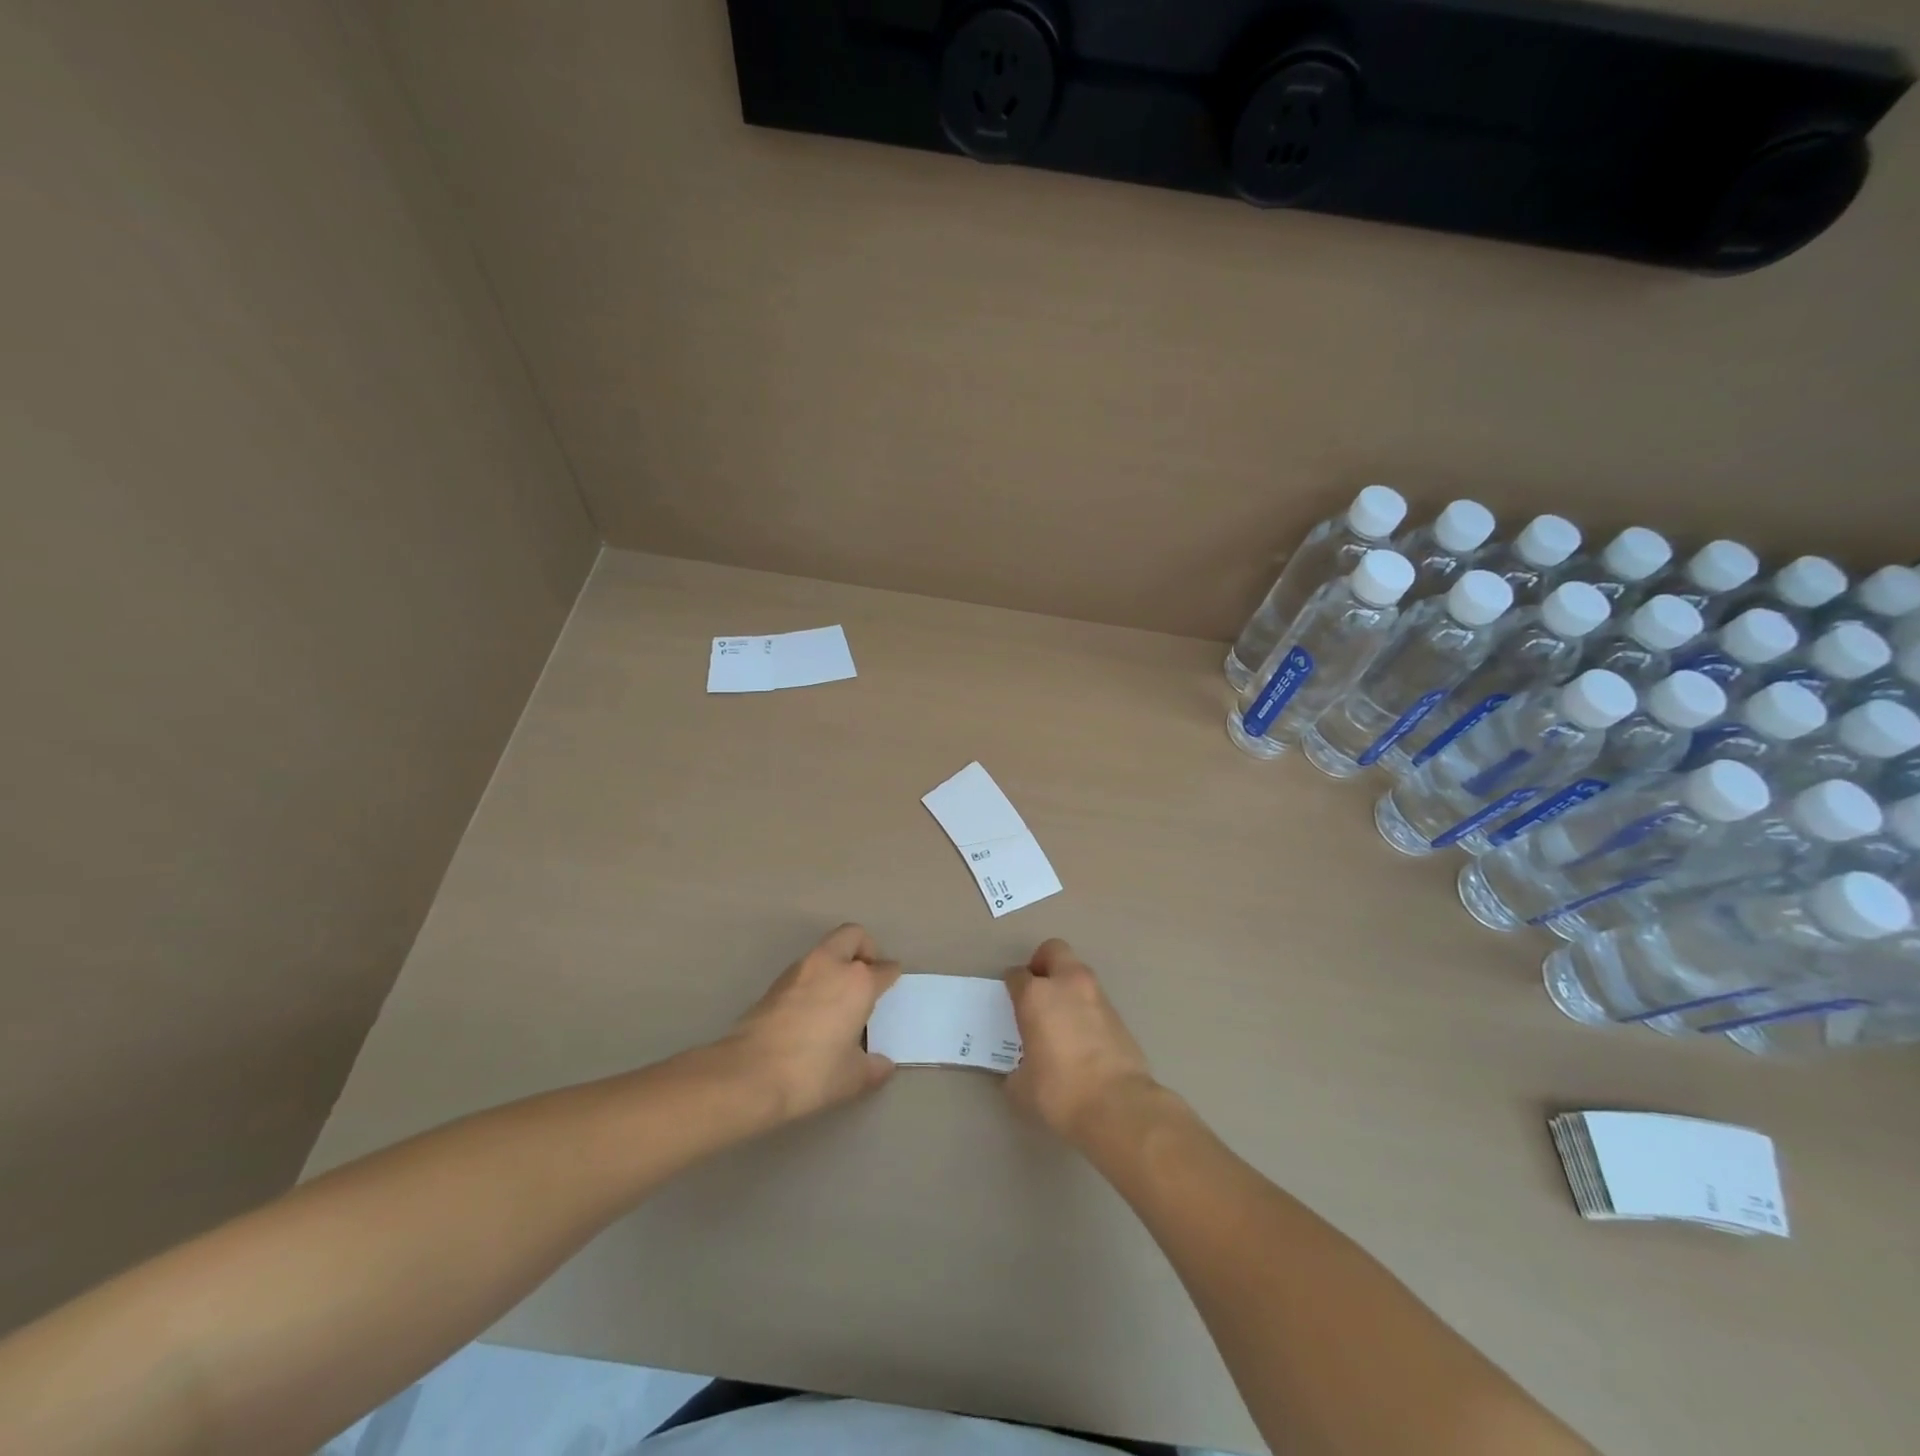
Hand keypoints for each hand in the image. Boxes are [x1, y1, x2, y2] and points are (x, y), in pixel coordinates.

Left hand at [729, 924, 901, 1121]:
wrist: (749, 1074)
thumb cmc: (812, 1073)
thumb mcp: (852, 1078)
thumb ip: (873, 1067)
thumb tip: (883, 1065)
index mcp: (858, 982)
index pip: (884, 969)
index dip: (891, 977)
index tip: (891, 985)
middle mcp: (831, 965)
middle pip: (853, 935)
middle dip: (865, 949)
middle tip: (867, 976)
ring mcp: (800, 970)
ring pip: (826, 949)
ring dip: (837, 962)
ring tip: (839, 997)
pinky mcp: (775, 983)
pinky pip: (805, 969)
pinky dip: (815, 979)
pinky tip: (813, 1010)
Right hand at [1004, 939, 1156, 1143]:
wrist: (1118, 1105)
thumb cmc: (1060, 1092)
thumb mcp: (1022, 1086)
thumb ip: (1017, 1068)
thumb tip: (1022, 1070)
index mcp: (1036, 995)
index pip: (1016, 975)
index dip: (1011, 986)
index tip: (1010, 1000)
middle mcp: (1066, 984)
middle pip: (1053, 950)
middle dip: (1042, 963)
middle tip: (1036, 990)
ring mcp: (1096, 995)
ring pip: (1077, 972)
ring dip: (1066, 984)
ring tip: (1059, 1016)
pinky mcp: (1118, 1013)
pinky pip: (1094, 998)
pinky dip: (1084, 1006)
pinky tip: (1080, 1035)